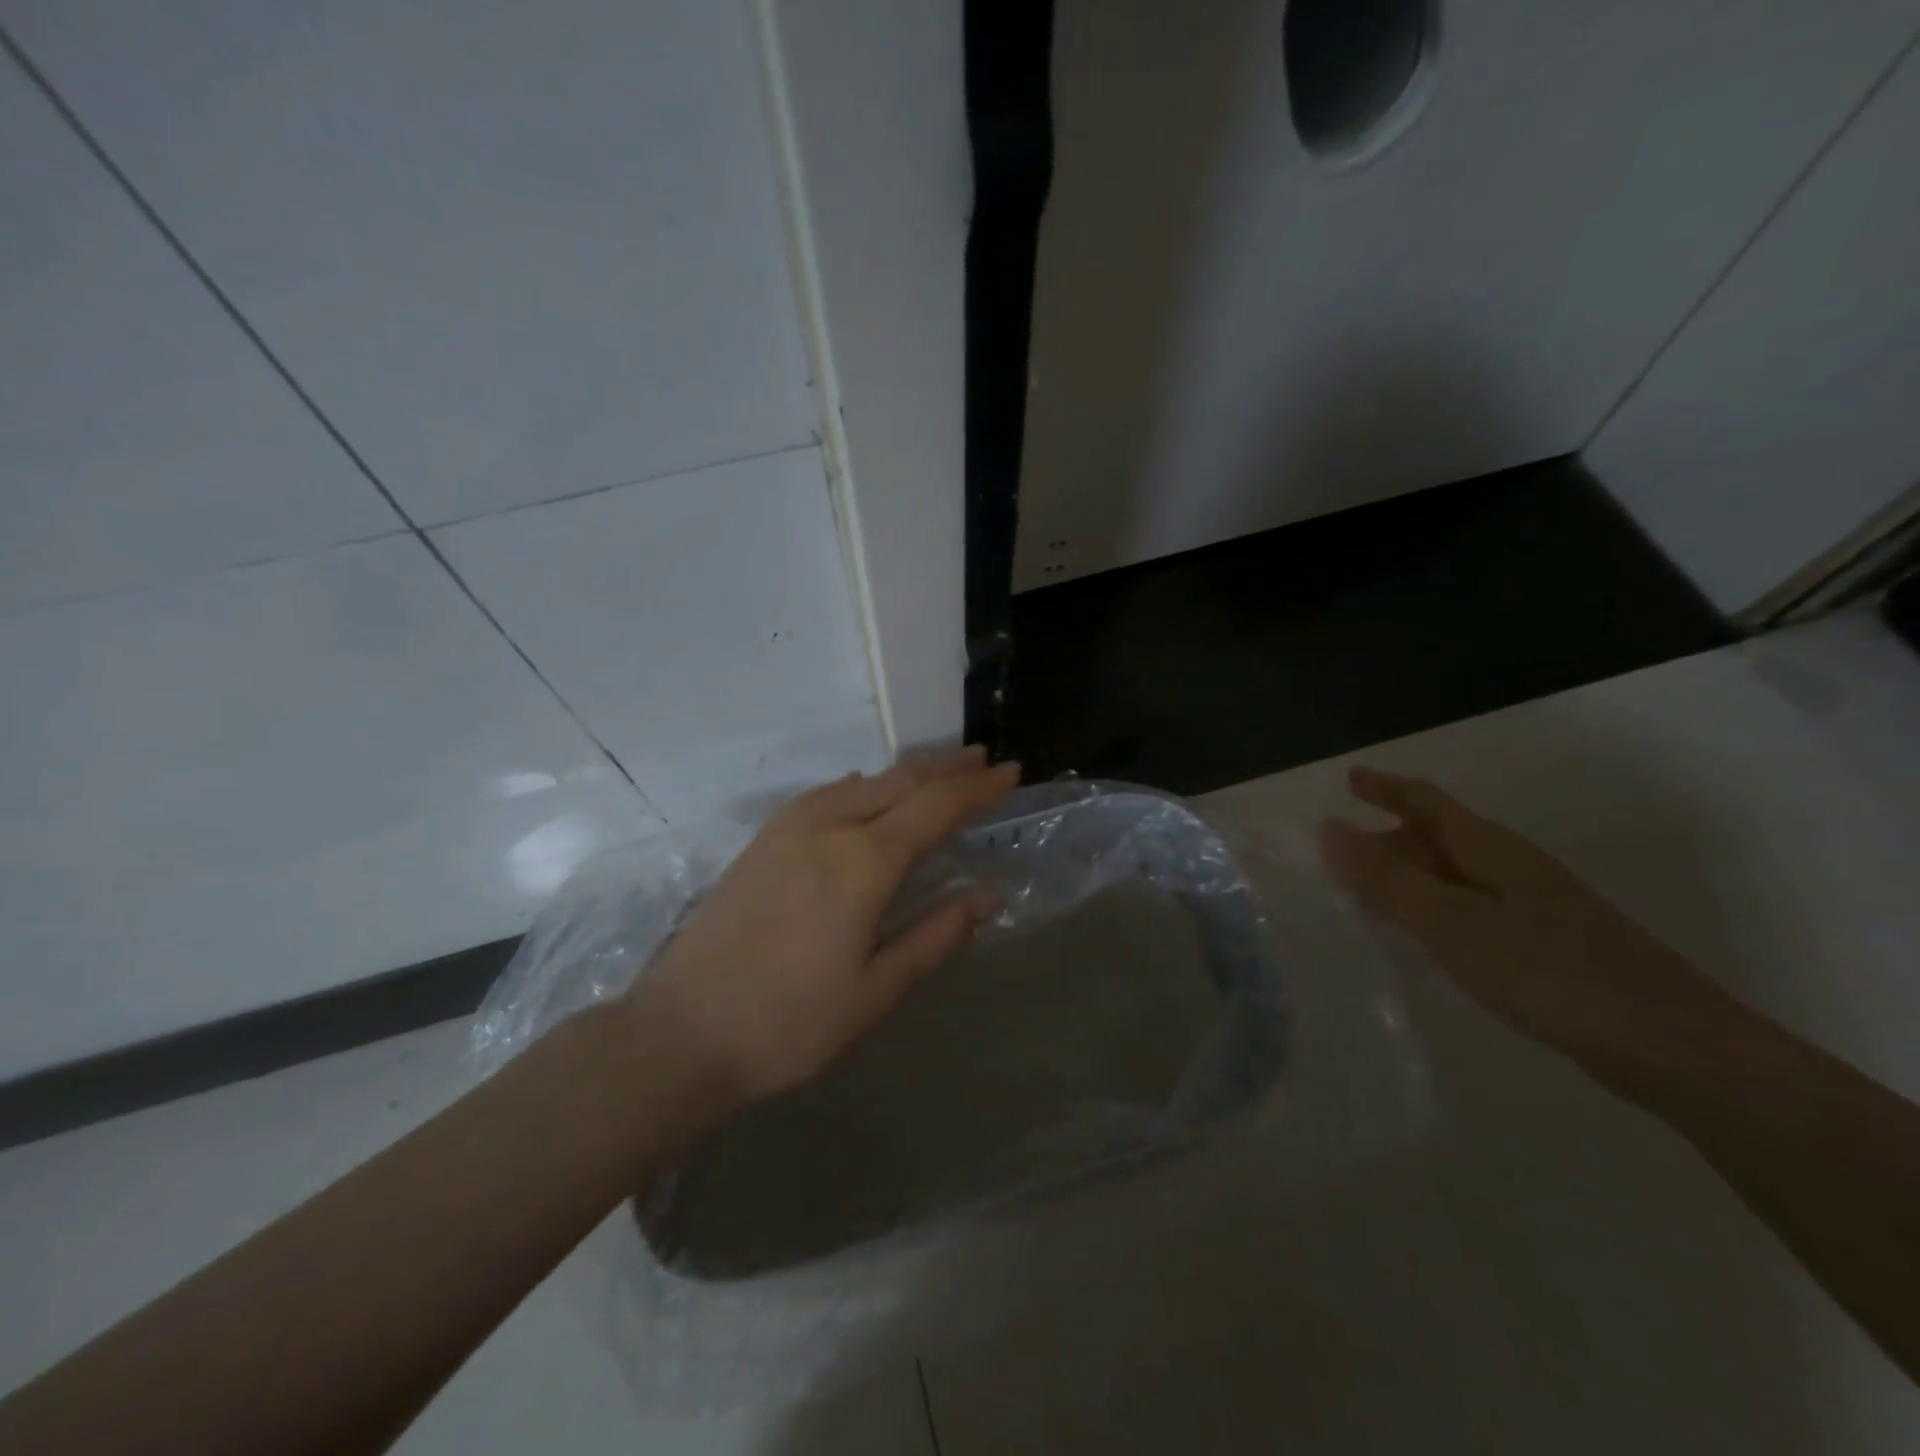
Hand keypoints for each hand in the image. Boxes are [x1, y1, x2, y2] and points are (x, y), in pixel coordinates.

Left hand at [632, 747, 1019, 1104]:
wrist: (680, 1033)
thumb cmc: (789, 1023)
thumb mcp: (876, 991)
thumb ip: (936, 935)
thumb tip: (988, 896)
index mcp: (862, 862)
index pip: (936, 806)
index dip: (978, 787)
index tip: (1011, 772)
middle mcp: (827, 827)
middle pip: (900, 782)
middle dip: (947, 768)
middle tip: (984, 760)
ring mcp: (788, 829)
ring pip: (862, 782)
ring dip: (906, 773)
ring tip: (939, 772)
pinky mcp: (762, 840)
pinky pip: (826, 794)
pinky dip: (863, 785)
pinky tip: (867, 792)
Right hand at [1316, 767, 1737, 1081]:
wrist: (1673, 1046)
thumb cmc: (1550, 971)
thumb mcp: (1452, 922)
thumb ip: (1388, 879)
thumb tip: (1327, 828)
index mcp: (1490, 850)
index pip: (1427, 801)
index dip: (1386, 787)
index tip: (1350, 777)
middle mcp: (1512, 868)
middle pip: (1439, 836)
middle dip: (1389, 837)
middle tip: (1341, 858)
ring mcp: (1536, 907)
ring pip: (1455, 874)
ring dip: (1410, 874)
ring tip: (1369, 894)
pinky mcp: (1547, 945)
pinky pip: (1471, 908)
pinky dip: (1435, 908)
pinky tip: (1427, 937)